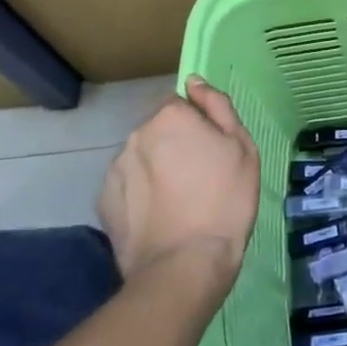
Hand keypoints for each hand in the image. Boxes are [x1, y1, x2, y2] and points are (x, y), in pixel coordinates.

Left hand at [98, 76, 259, 297]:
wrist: (185, 264)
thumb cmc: (225, 200)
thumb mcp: (242, 147)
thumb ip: (217, 107)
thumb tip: (195, 81)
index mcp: (170, 117)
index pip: (182, 105)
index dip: (199, 127)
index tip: (213, 153)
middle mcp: (136, 135)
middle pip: (159, 131)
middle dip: (175, 146)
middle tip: (201, 180)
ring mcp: (116, 168)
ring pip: (142, 158)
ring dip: (157, 170)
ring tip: (179, 204)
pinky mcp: (105, 201)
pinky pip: (128, 186)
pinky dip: (141, 195)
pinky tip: (160, 218)